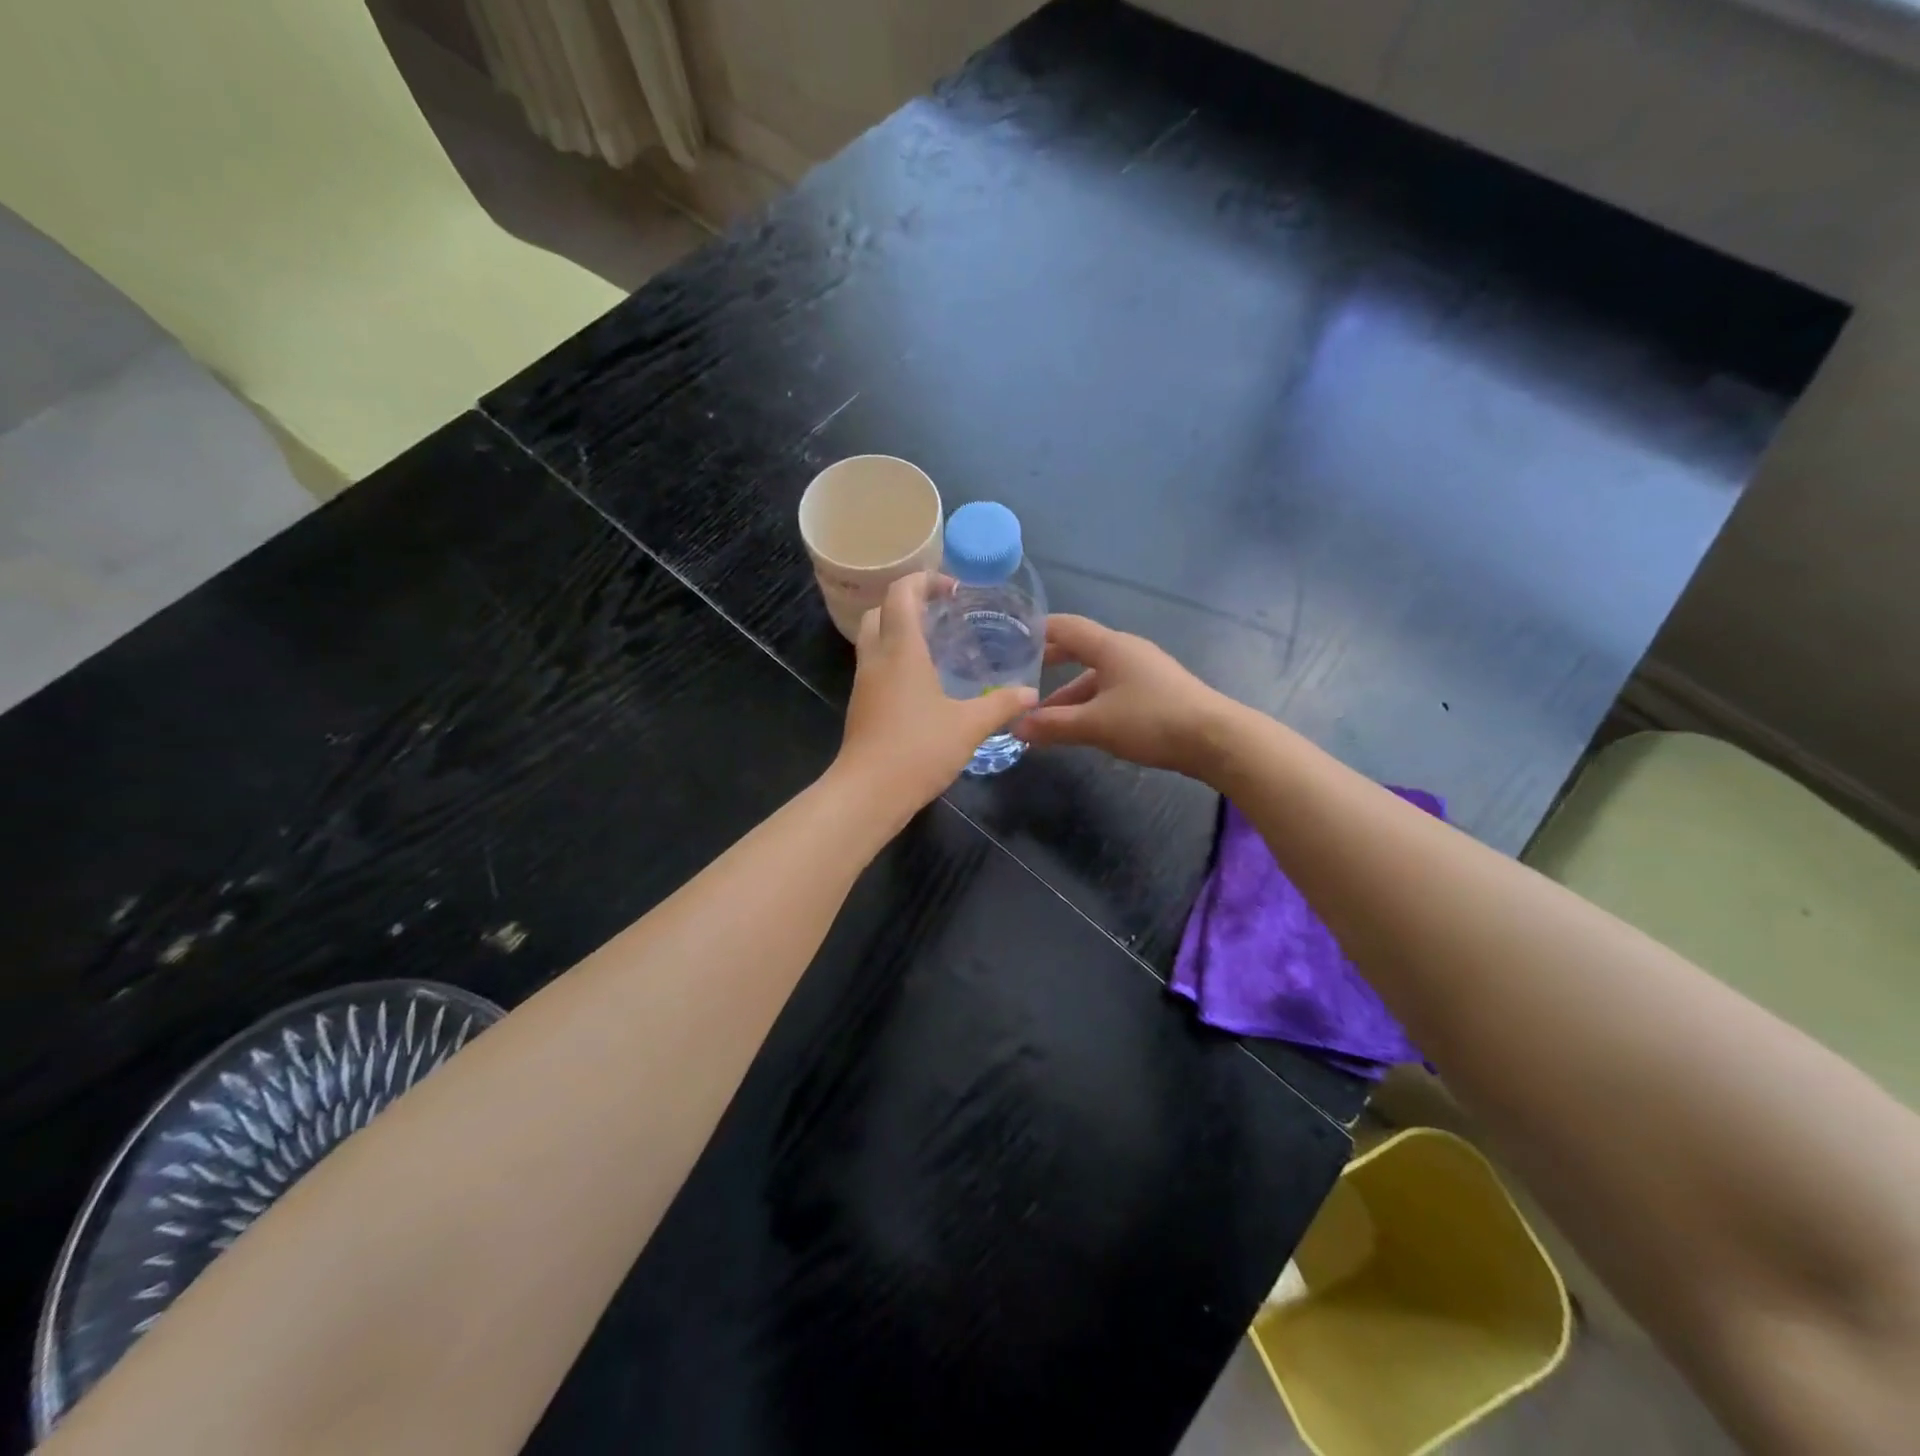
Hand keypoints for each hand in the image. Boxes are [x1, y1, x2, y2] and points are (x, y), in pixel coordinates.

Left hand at [833, 573, 1038, 816]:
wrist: (869, 792)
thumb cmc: (919, 749)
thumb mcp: (969, 725)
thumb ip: (1001, 704)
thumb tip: (1030, 694)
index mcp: (901, 649)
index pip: (902, 593)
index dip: (924, 581)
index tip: (952, 590)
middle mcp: (876, 658)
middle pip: (880, 611)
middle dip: (908, 603)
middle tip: (941, 614)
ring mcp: (864, 683)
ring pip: (874, 639)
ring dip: (899, 632)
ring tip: (935, 645)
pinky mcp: (861, 705)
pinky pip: (875, 666)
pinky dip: (895, 659)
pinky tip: (922, 682)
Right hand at [1015, 614, 1230, 775]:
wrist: (1215, 739)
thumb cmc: (1150, 720)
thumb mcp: (1095, 725)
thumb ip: (1053, 725)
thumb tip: (1016, 726)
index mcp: (1110, 646)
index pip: (1065, 627)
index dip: (1036, 631)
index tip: (1009, 640)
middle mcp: (1126, 651)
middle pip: (1080, 650)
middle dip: (1049, 665)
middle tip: (1021, 679)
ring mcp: (1143, 670)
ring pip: (1096, 676)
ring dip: (1069, 694)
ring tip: (1045, 720)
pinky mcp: (1156, 691)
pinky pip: (1112, 690)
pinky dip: (1091, 704)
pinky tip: (1081, 726)